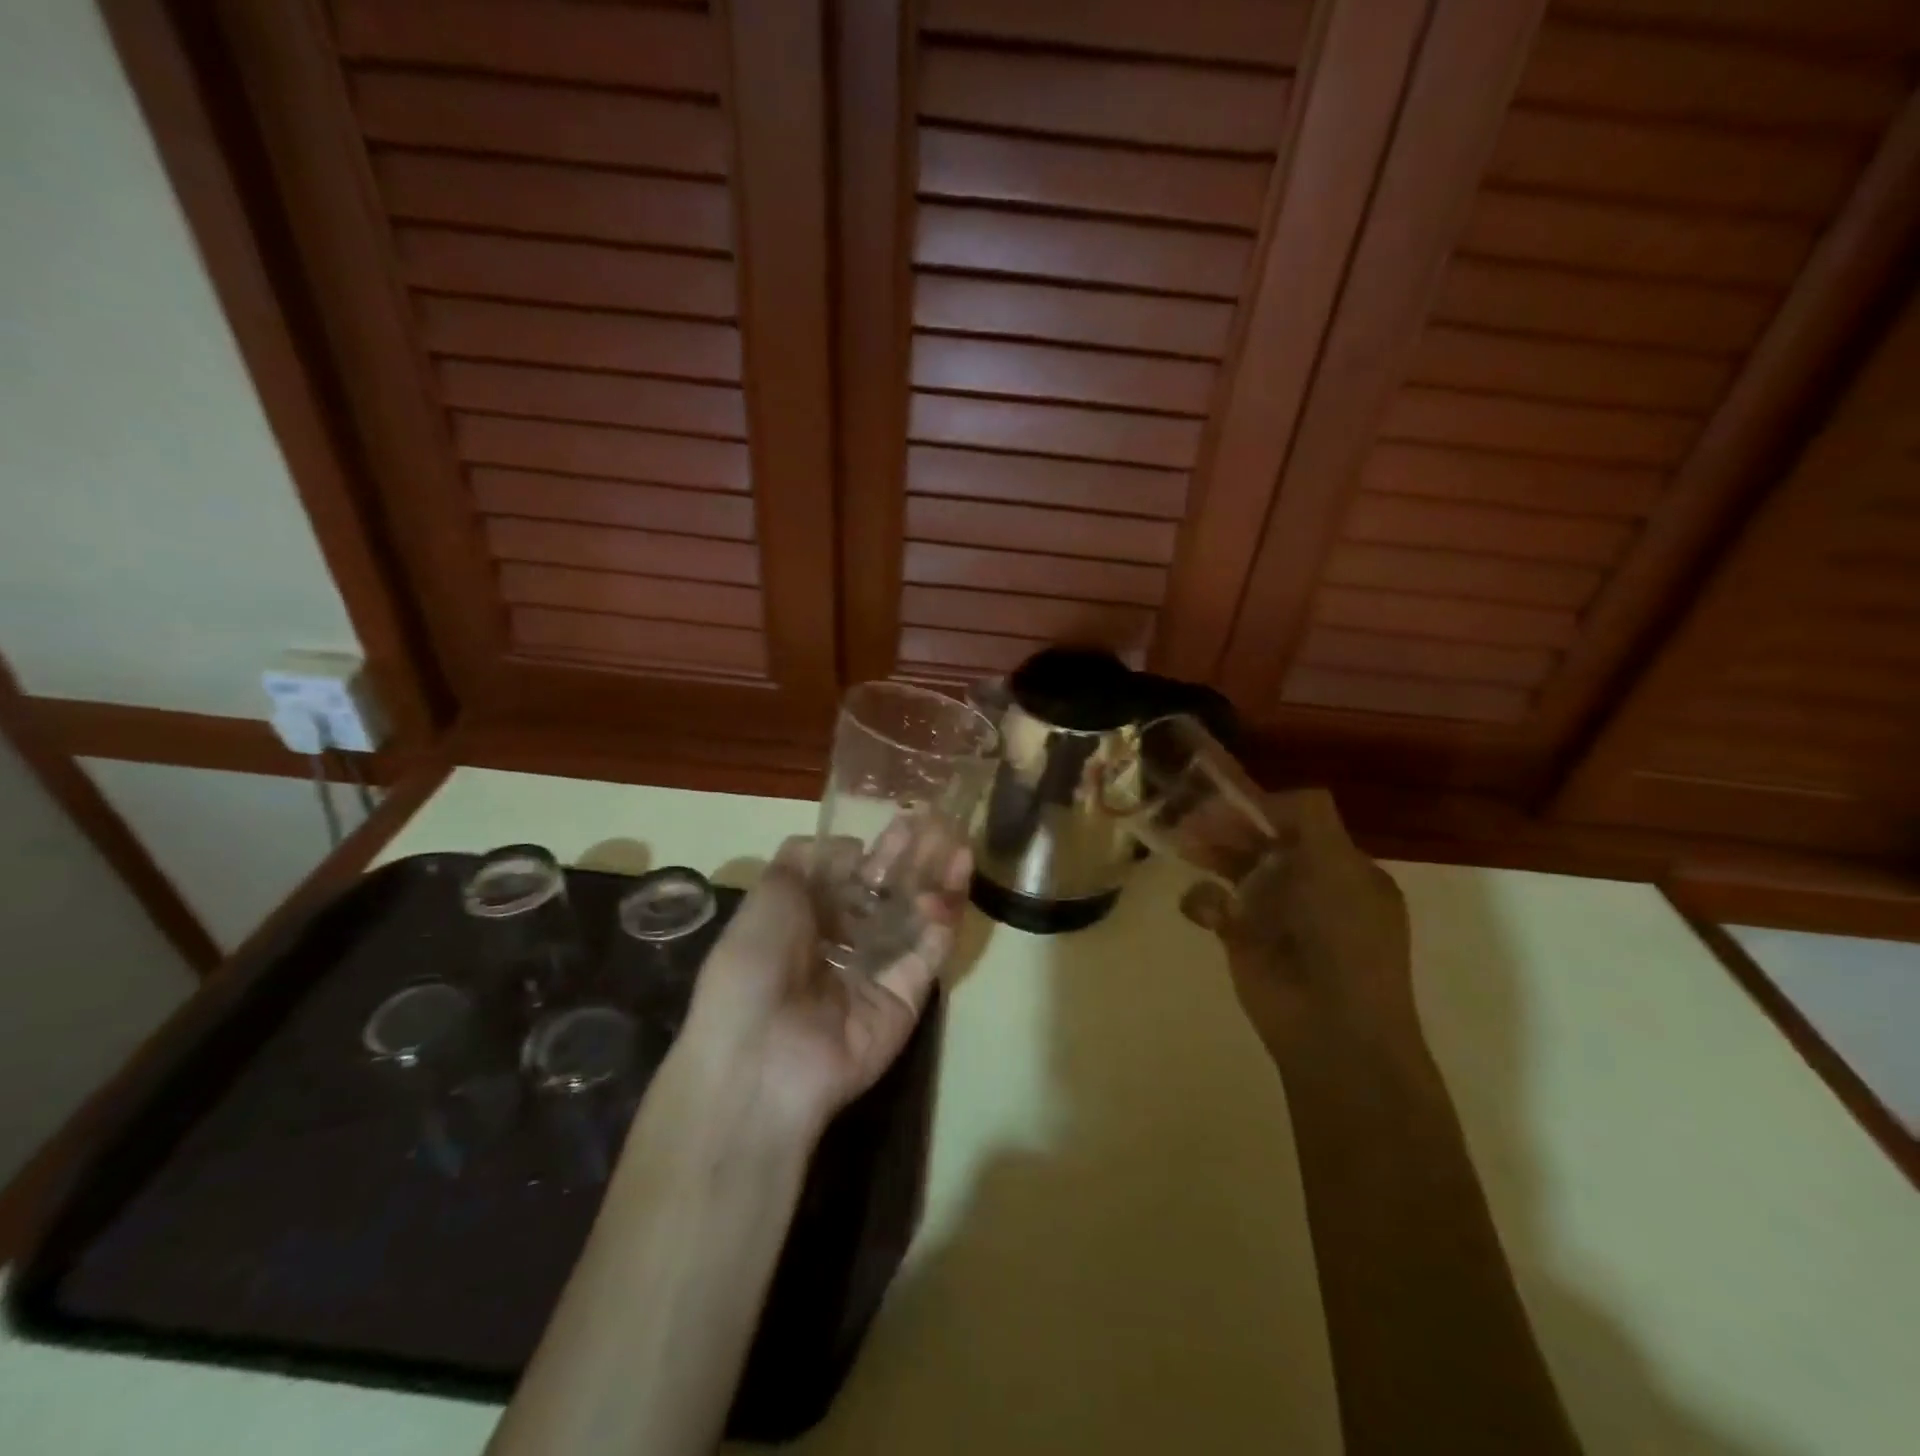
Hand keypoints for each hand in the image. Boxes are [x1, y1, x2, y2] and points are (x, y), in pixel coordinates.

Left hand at [674, 833, 970, 1141]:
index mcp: (805, 921)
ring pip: (914, 919)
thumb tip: (852, 847)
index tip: (901, 820)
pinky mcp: (905, 998)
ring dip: (937, 881)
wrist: (761, 1056)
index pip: (850, 878)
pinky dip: (942, 921)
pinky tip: (954, 882)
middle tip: (940, 822)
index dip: (875, 850)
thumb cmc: (753, 963)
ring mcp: (877, 972)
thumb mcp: (769, 895)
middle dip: (912, 859)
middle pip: (886, 895)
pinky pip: (928, 954)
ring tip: (959, 843)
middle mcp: (843, 944)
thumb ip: (806, 860)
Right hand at [1180, 789, 1413, 1054]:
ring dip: (1209, 854)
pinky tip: (1203, 910)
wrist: (1334, 1030)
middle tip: (1191, 815)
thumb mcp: (1340, 867)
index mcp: (1343, 869)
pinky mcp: (1242, 941)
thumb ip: (1309, 819)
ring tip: (1182, 842)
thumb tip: (1267, 798)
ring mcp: (1274, 914)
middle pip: (1261, 842)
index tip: (1230, 800)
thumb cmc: (1345, 941)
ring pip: (1234, 870)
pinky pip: (1214, 907)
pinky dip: (1202, 902)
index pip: (1299, 822)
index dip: (1264, 808)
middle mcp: (1309, 887)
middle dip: (1228, 827)